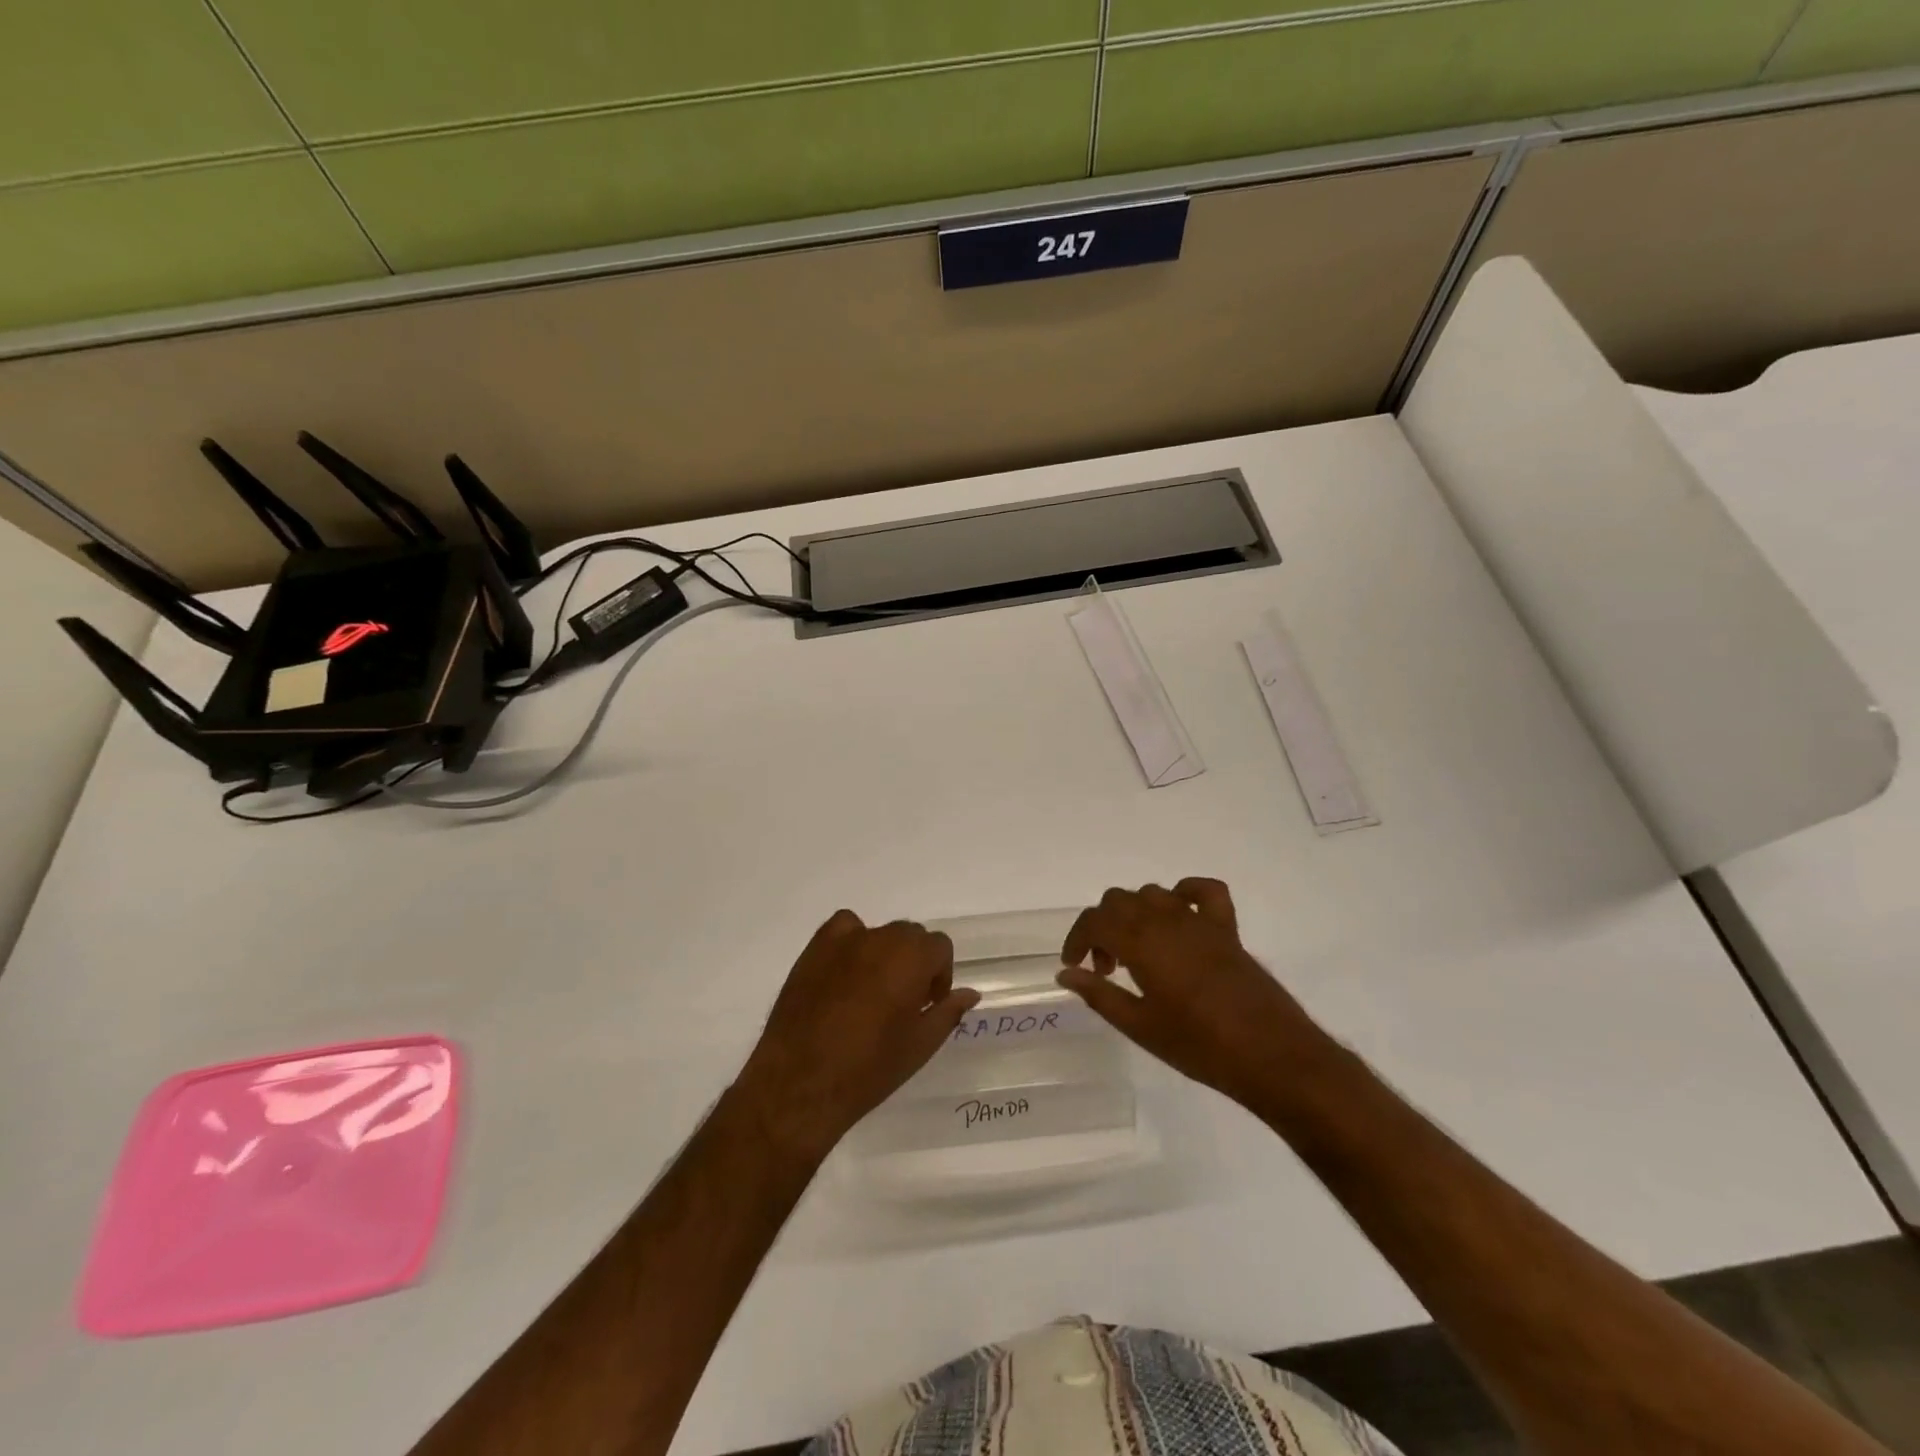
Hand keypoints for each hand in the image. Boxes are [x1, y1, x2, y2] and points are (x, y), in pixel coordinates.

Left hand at [731, 911, 979, 1162]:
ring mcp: (845, 940)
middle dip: (914, 963)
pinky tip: (845, 973)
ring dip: (885, 954)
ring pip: (879, 934)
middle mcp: (882, 938)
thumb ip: (947, 1012)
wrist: (801, 1082)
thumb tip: (969, 994)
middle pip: (910, 936)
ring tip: (872, 991)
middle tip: (903, 1002)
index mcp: (913, 958)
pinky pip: (844, 928)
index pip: (940, 947)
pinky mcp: (815, 948)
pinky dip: (851, 942)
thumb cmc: (869, 1068)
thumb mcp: (920, 1046)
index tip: (928, 1004)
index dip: (940, 975)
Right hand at [1058, 879, 1325, 1112]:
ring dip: (1135, 915)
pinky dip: (1186, 893)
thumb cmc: (1199, 1046)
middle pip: (1119, 900)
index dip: (1077, 939)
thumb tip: (1066, 975)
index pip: (1095, 920)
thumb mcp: (1140, 1027)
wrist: (1271, 1056)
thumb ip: (1099, 995)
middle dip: (1102, 928)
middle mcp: (1167, 919)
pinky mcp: (1227, 929)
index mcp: (1141, 942)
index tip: (1073, 966)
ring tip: (1137, 953)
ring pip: (1153, 894)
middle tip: (1106, 968)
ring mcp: (1199, 920)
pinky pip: (1204, 892)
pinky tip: (1179, 916)